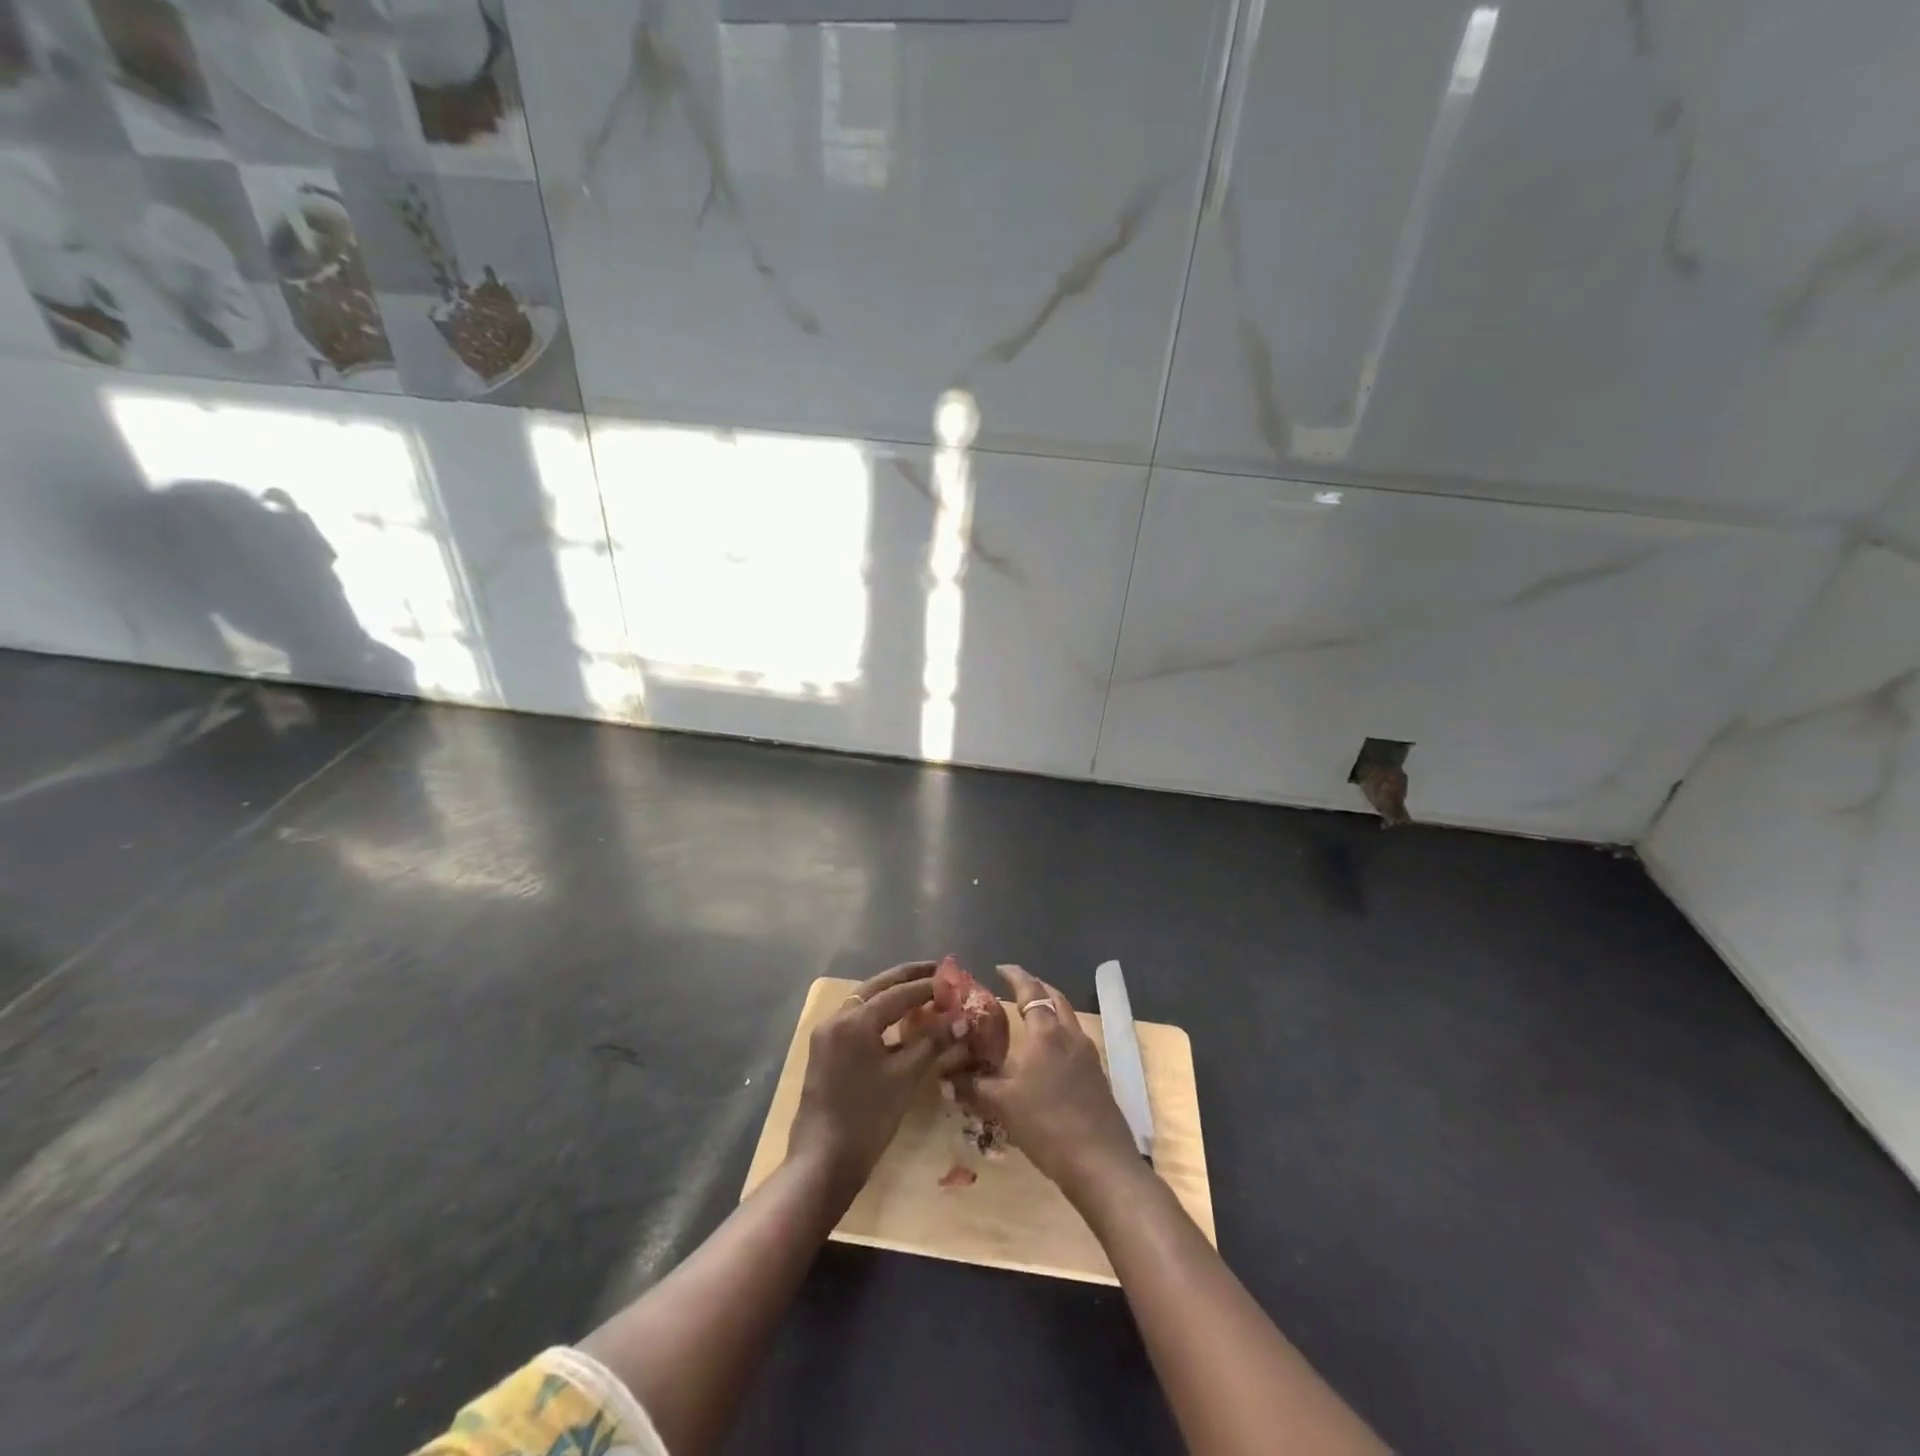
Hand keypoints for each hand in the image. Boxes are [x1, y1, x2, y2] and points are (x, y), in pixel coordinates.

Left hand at [788, 961, 969, 1195]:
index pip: (898, 993)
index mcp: (855, 1020)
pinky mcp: (825, 1050)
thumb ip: (932, 1043)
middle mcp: (837, 1018)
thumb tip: (961, 1020)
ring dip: (892, 995)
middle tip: (937, 971)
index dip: (927, 985)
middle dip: (907, 978)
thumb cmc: (867, 1118)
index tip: (952, 978)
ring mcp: (827, 1034)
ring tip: (922, 992)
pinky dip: (879, 1014)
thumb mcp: (905, 1077)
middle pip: (877, 987)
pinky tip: (899, 1021)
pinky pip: (856, 1019)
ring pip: (865, 1001)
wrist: (823, 1162)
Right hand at [952, 965, 1142, 1203]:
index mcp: (1047, 1033)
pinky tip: (1046, 1056)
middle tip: (1015, 988)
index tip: (1000, 968)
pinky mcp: (1097, 1076)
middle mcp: (1070, 1035)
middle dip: (1036, 987)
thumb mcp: (1003, 1106)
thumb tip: (945, 1078)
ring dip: (1050, 1009)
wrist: (1101, 1163)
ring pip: (1068, 1018)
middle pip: (1055, 998)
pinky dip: (1058, 1034)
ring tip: (1029, 1018)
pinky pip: (1075, 1040)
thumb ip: (973, 1088)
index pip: (1030, 990)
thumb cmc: (1048, 1124)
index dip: (1015, 976)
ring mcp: (1088, 1055)